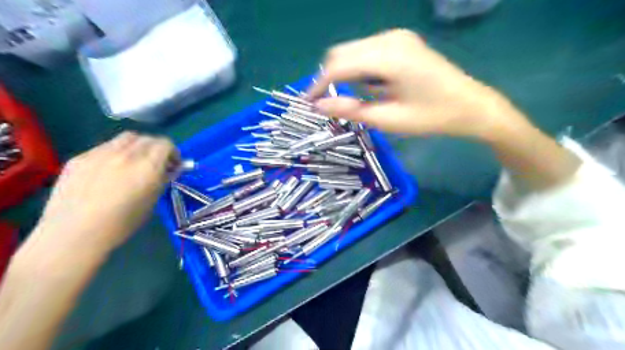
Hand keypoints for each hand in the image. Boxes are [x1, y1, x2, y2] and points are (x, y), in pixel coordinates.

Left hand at [31, 131, 178, 259]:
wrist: (75, 232)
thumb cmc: (122, 222)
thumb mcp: (152, 201)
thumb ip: (163, 180)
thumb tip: (171, 170)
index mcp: (148, 166)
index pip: (166, 144)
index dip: (173, 153)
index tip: (172, 166)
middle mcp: (126, 154)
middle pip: (148, 138)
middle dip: (156, 149)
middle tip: (155, 164)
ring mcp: (101, 153)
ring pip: (126, 138)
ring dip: (137, 146)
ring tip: (134, 162)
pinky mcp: (80, 157)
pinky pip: (105, 147)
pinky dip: (116, 153)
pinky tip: (109, 171)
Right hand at [310, 29, 528, 139]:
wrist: (470, 105)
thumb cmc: (431, 117)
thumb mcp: (388, 119)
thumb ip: (351, 111)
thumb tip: (318, 107)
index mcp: (389, 57)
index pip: (339, 66)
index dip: (319, 85)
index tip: (308, 104)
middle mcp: (390, 38)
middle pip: (342, 52)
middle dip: (328, 78)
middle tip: (325, 105)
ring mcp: (396, 37)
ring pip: (353, 51)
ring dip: (343, 74)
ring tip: (348, 100)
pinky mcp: (400, 41)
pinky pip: (366, 52)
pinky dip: (358, 69)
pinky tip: (368, 87)